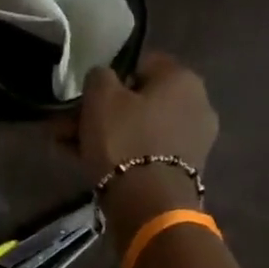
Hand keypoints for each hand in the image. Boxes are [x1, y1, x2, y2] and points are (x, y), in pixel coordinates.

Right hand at [74, 52, 217, 242]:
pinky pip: (149, 153)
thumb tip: (104, 78)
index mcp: (182, 76)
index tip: (85, 99)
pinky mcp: (186, 169)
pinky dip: (126, 156)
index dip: (109, 79)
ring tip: (75, 151)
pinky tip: (98, 168)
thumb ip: (99, 76)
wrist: (149, 203)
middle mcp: (198, 102)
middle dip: (104, 113)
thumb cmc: (124, 140)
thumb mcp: (100, 97)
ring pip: (142, 129)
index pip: (141, 64)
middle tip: (70, 129)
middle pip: (141, 101)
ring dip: (110, 136)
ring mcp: (195, 139)